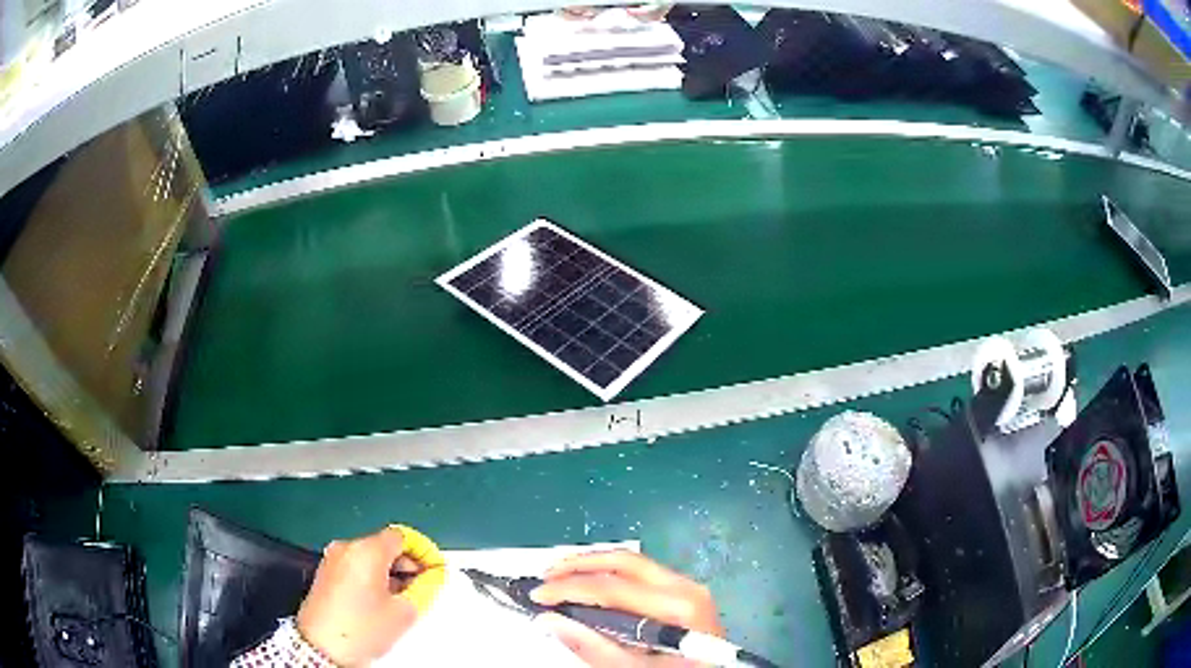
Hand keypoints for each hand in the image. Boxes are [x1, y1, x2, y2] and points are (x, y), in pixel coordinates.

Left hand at [296, 526, 445, 665]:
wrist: (322, 647)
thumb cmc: (362, 629)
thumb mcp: (404, 612)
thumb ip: (424, 589)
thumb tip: (432, 578)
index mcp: (367, 550)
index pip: (402, 537)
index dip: (422, 551)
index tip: (433, 569)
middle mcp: (346, 547)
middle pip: (384, 545)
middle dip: (405, 564)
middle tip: (421, 588)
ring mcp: (332, 559)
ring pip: (369, 556)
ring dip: (388, 572)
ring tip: (400, 599)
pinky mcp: (324, 573)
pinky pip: (354, 566)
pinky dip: (370, 577)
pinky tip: (379, 602)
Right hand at [530, 550, 723, 666]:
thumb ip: (592, 645)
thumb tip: (550, 620)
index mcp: (677, 607)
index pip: (613, 587)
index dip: (570, 588)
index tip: (537, 596)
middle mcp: (686, 587)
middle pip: (625, 561)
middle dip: (580, 564)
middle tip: (546, 575)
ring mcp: (689, 587)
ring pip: (634, 562)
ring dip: (594, 564)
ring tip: (561, 574)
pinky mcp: (685, 593)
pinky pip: (643, 574)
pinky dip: (612, 574)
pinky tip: (591, 583)